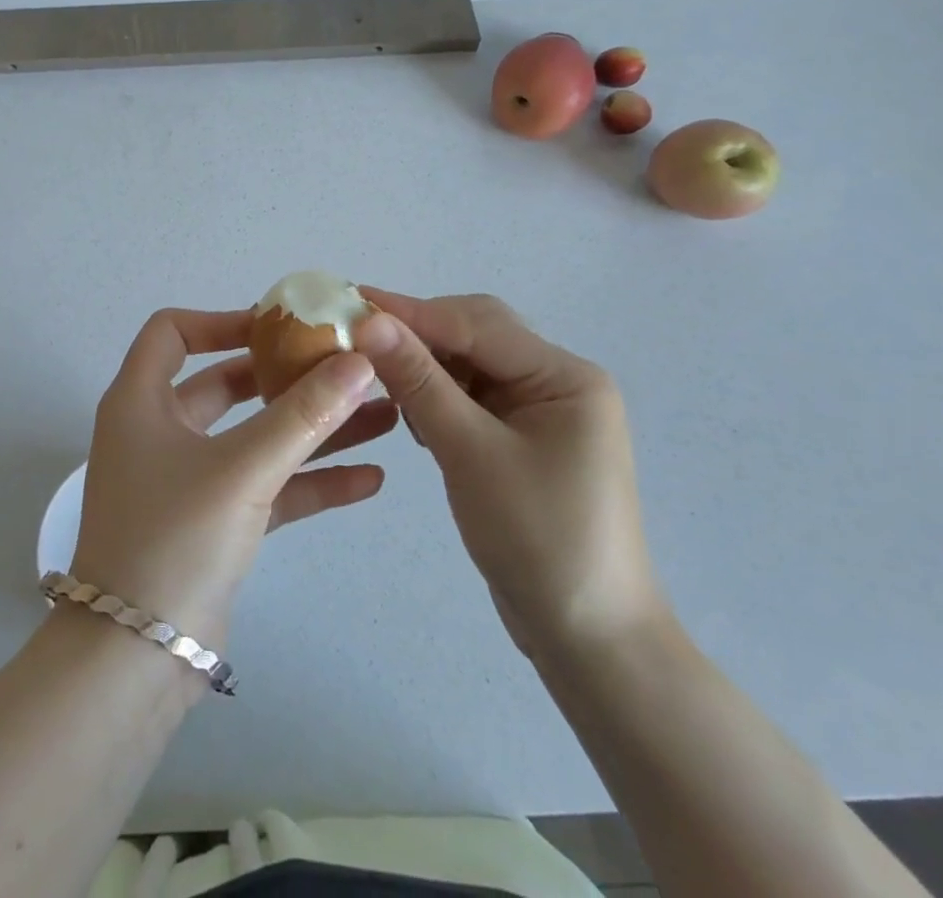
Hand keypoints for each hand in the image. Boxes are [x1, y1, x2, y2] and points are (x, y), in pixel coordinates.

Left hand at [70, 309, 398, 655]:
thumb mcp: (241, 469)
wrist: (132, 662)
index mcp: (141, 401)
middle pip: (226, 383)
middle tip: (344, 366)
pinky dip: (309, 480)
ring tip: (381, 415)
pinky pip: (267, 487)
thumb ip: (303, 415)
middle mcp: (160, 431)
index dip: (222, 320)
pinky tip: (369, 480)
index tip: (279, 326)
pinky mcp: (214, 523)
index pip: (172, 332)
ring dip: (313, 428)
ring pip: (256, 438)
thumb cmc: (172, 539)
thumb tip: (359, 361)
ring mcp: (188, 480)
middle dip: (288, 377)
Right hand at [353, 289, 664, 661]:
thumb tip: (369, 320)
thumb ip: (420, 381)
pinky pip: (474, 398)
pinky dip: (440, 399)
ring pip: (471, 366)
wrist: (589, 641)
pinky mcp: (524, 439)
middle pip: (478, 336)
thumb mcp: (471, 453)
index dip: (412, 312)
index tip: (352, 300)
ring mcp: (543, 412)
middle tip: (359, 339)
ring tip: (382, 381)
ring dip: (427, 369)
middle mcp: (559, 382)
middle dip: (420, 337)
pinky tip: (415, 418)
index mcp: (566, 376)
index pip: (478, 324)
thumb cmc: (538, 540)